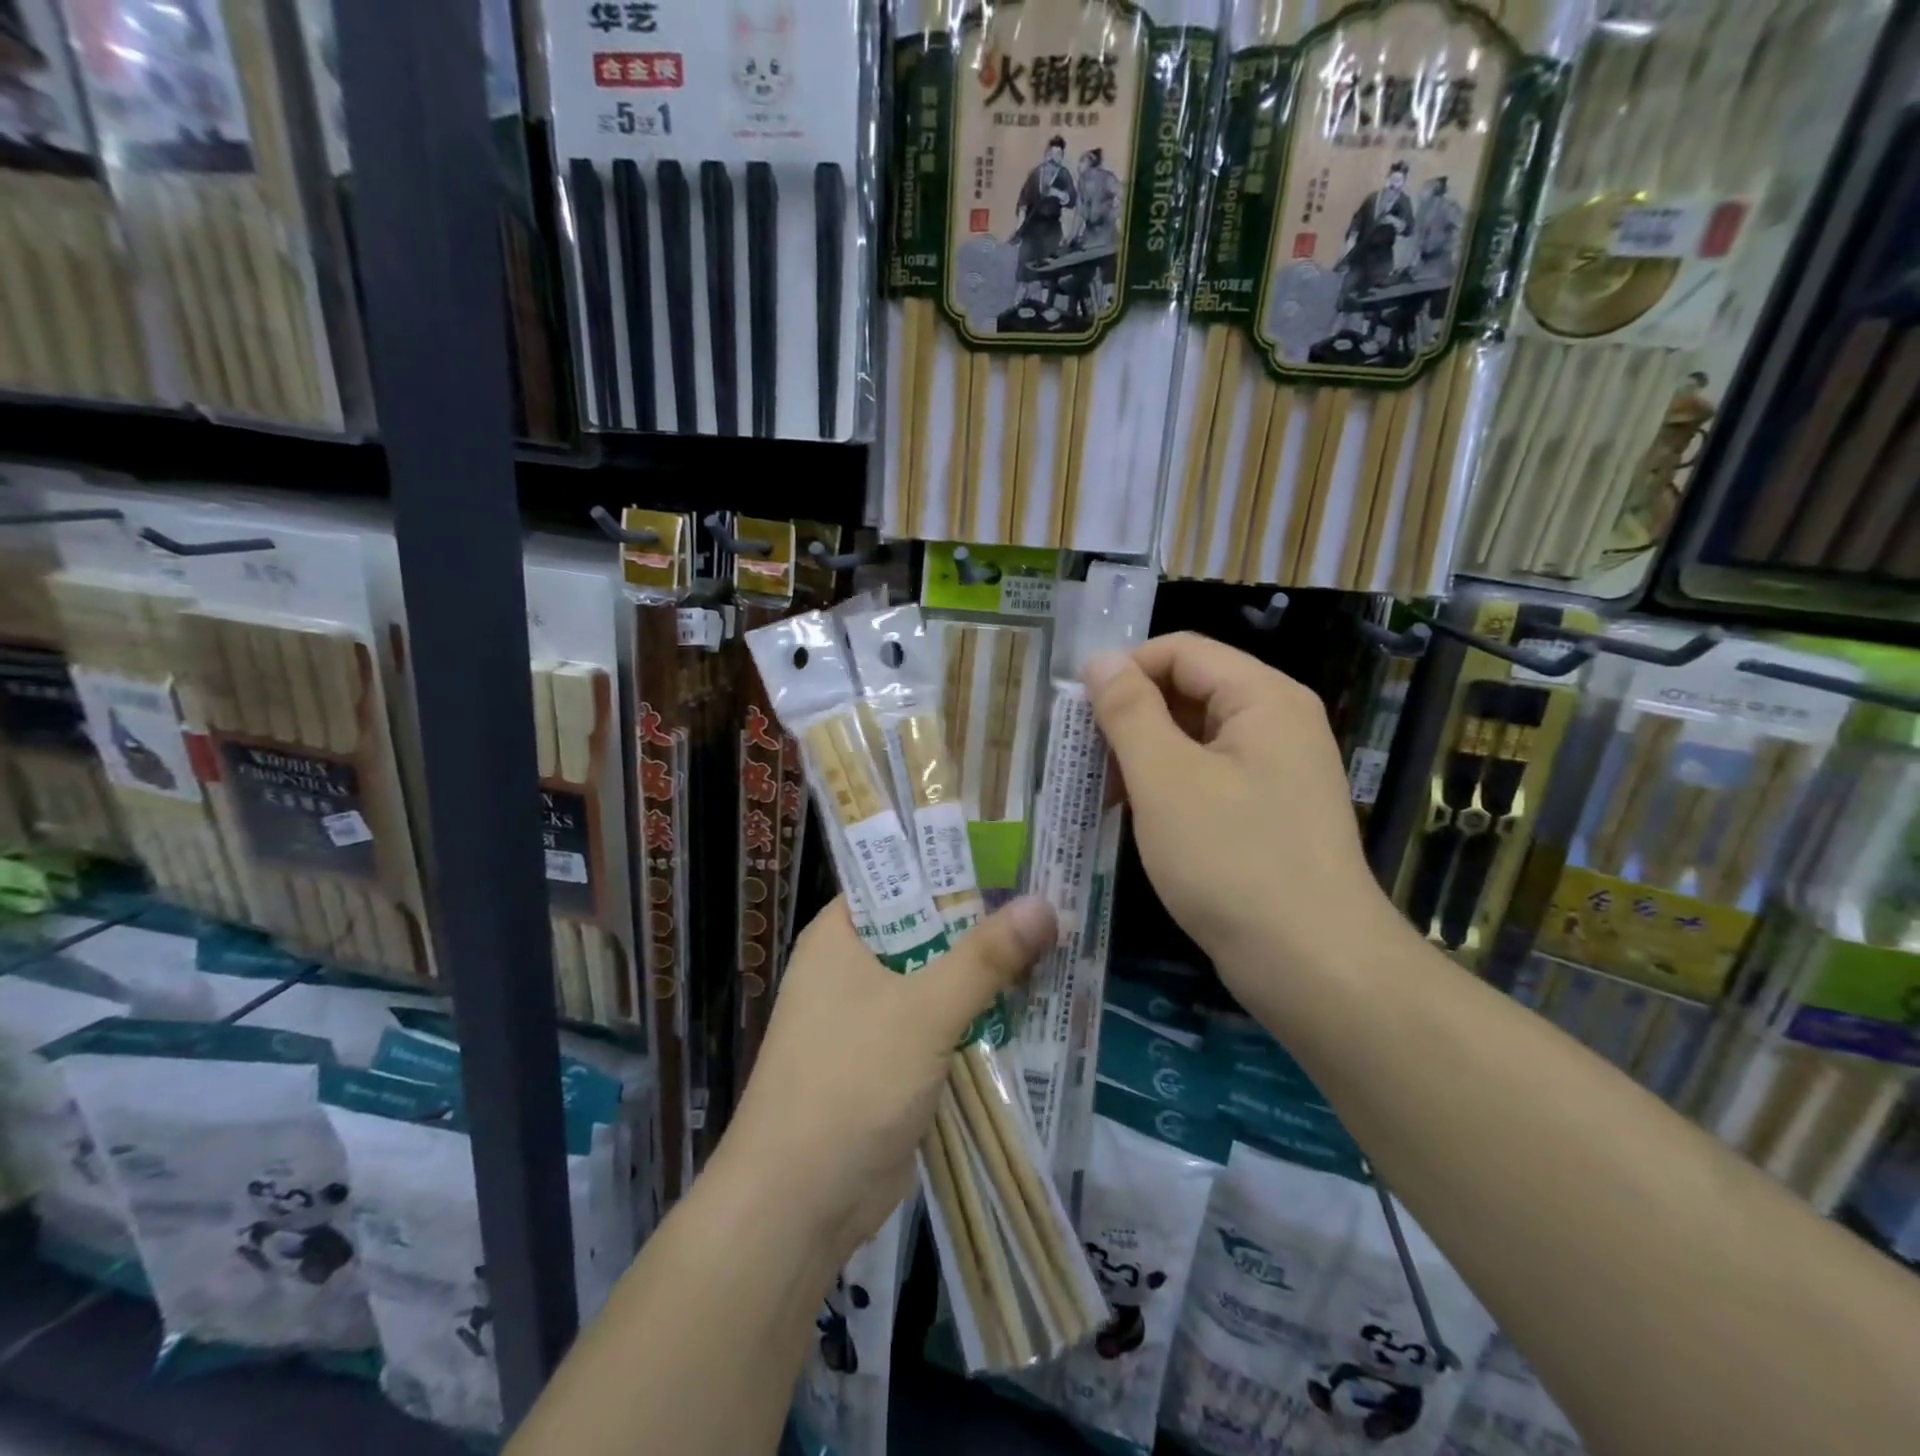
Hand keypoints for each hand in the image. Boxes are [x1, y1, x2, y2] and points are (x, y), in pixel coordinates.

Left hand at [718, 895, 1055, 1263]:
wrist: (798, 1205)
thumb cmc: (850, 1082)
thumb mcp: (924, 1011)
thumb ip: (985, 958)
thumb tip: (1045, 904)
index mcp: (841, 933)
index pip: (902, 875)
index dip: (955, 860)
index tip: (1014, 850)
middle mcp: (853, 964)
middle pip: (928, 926)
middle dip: (984, 919)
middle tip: (1051, 893)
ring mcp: (871, 1014)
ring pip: (939, 975)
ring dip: (987, 970)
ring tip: (1056, 938)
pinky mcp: (891, 1058)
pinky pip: (942, 1020)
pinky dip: (979, 1014)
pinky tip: (1032, 1001)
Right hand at [1083, 633, 1389, 991]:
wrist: (1313, 966)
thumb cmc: (1232, 860)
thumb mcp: (1165, 779)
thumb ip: (1128, 711)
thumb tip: (1099, 660)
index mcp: (1262, 697)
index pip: (1180, 652)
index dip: (1123, 672)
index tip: (1076, 715)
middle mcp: (1277, 723)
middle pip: (1189, 691)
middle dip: (1130, 718)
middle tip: (1081, 760)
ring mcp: (1277, 771)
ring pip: (1194, 739)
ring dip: (1143, 756)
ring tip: (1100, 793)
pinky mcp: (1269, 813)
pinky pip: (1208, 778)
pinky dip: (1167, 788)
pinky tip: (1136, 818)